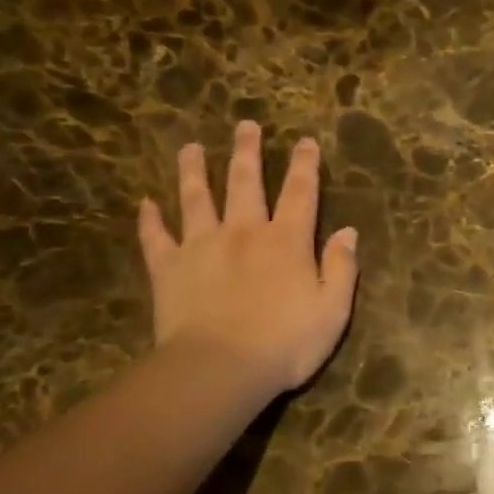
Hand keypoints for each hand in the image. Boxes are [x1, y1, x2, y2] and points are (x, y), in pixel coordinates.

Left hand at [137, 123, 358, 395]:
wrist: (220, 368)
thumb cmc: (285, 344)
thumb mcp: (332, 310)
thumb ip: (341, 268)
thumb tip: (348, 232)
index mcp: (286, 241)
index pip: (300, 193)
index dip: (305, 165)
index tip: (305, 141)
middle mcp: (243, 232)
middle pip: (245, 182)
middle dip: (247, 152)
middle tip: (245, 125)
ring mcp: (201, 246)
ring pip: (196, 197)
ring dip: (194, 170)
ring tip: (191, 148)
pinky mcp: (168, 268)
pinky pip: (155, 237)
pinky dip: (150, 219)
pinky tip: (145, 203)